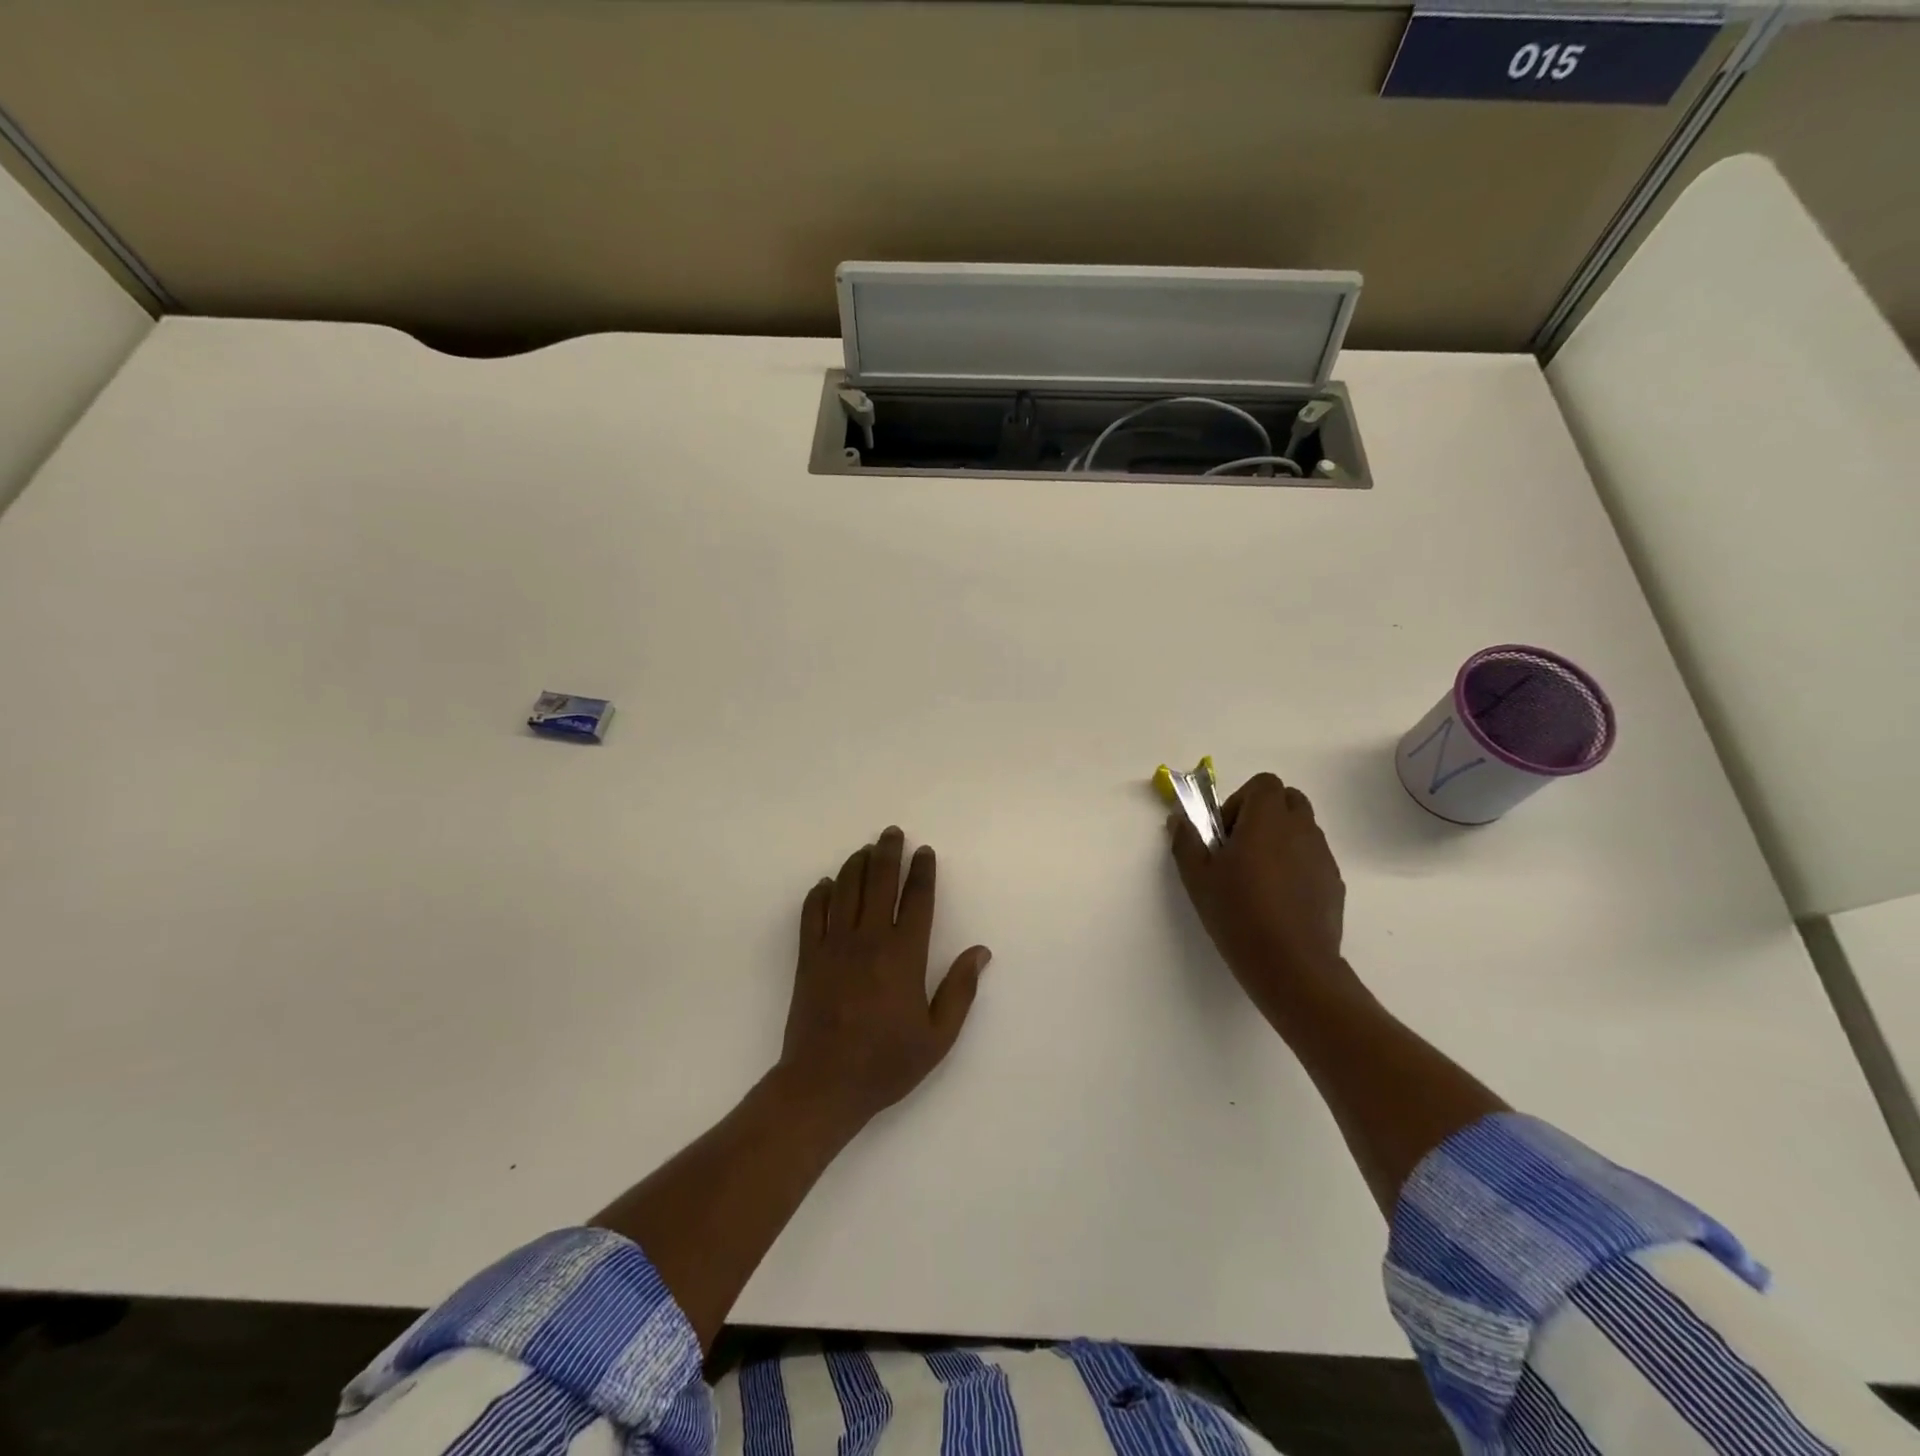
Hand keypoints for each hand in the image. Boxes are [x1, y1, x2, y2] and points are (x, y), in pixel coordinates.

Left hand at [778, 827, 991, 1129]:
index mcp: (904, 955)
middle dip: (888, 853)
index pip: (917, 899)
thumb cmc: (886, 1063)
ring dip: (856, 865)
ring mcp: (834, 946)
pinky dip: (819, 894)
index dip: (922, 871)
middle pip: (879, 882)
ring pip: (846, 890)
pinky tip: (826, 884)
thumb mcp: (938, 1036)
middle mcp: (869, 940)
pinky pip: (812, 914)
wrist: (824, 1084)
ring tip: (865, 850)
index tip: (924, 852)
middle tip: (892, 833)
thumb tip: (981, 952)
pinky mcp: (807, 957)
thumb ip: (960, 990)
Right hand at [1169, 773, 1351, 1020]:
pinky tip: (1277, 900)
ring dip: (1280, 840)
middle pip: (1288, 800)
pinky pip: (1312, 859)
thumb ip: (1186, 841)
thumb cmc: (1238, 913)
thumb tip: (1179, 819)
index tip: (1226, 832)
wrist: (1291, 965)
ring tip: (1257, 878)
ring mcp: (1322, 857)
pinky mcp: (1334, 883)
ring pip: (1302, 830)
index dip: (1241, 800)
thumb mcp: (1197, 878)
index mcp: (1268, 820)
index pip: (1264, 783)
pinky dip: (1295, 865)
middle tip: (1240, 847)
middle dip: (1264, 814)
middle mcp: (1301, 830)